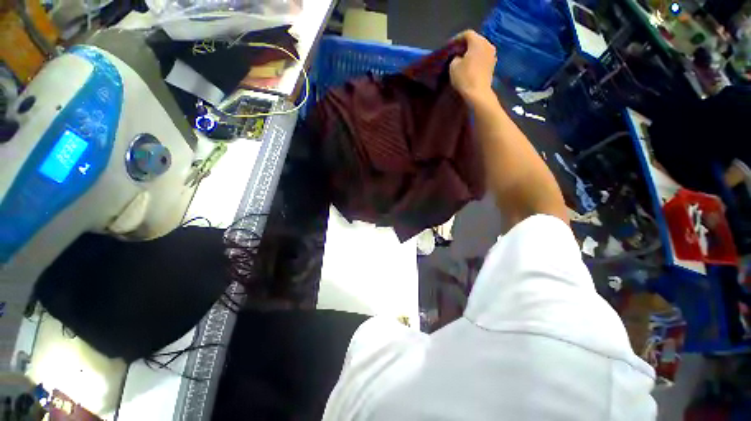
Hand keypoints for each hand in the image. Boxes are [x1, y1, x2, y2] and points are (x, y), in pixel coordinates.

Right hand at [449, 30, 496, 104]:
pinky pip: (483, 57)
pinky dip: (477, 59)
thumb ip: (455, 57)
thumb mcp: (453, 66)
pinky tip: (471, 65)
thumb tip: (459, 57)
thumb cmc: (465, 77)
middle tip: (456, 51)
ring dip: (472, 52)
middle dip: (466, 44)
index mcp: (478, 41)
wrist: (478, 93)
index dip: (457, 38)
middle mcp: (487, 44)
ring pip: (480, 48)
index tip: (449, 45)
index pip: (467, 34)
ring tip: (463, 59)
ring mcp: (492, 55)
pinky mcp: (493, 65)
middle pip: (475, 40)